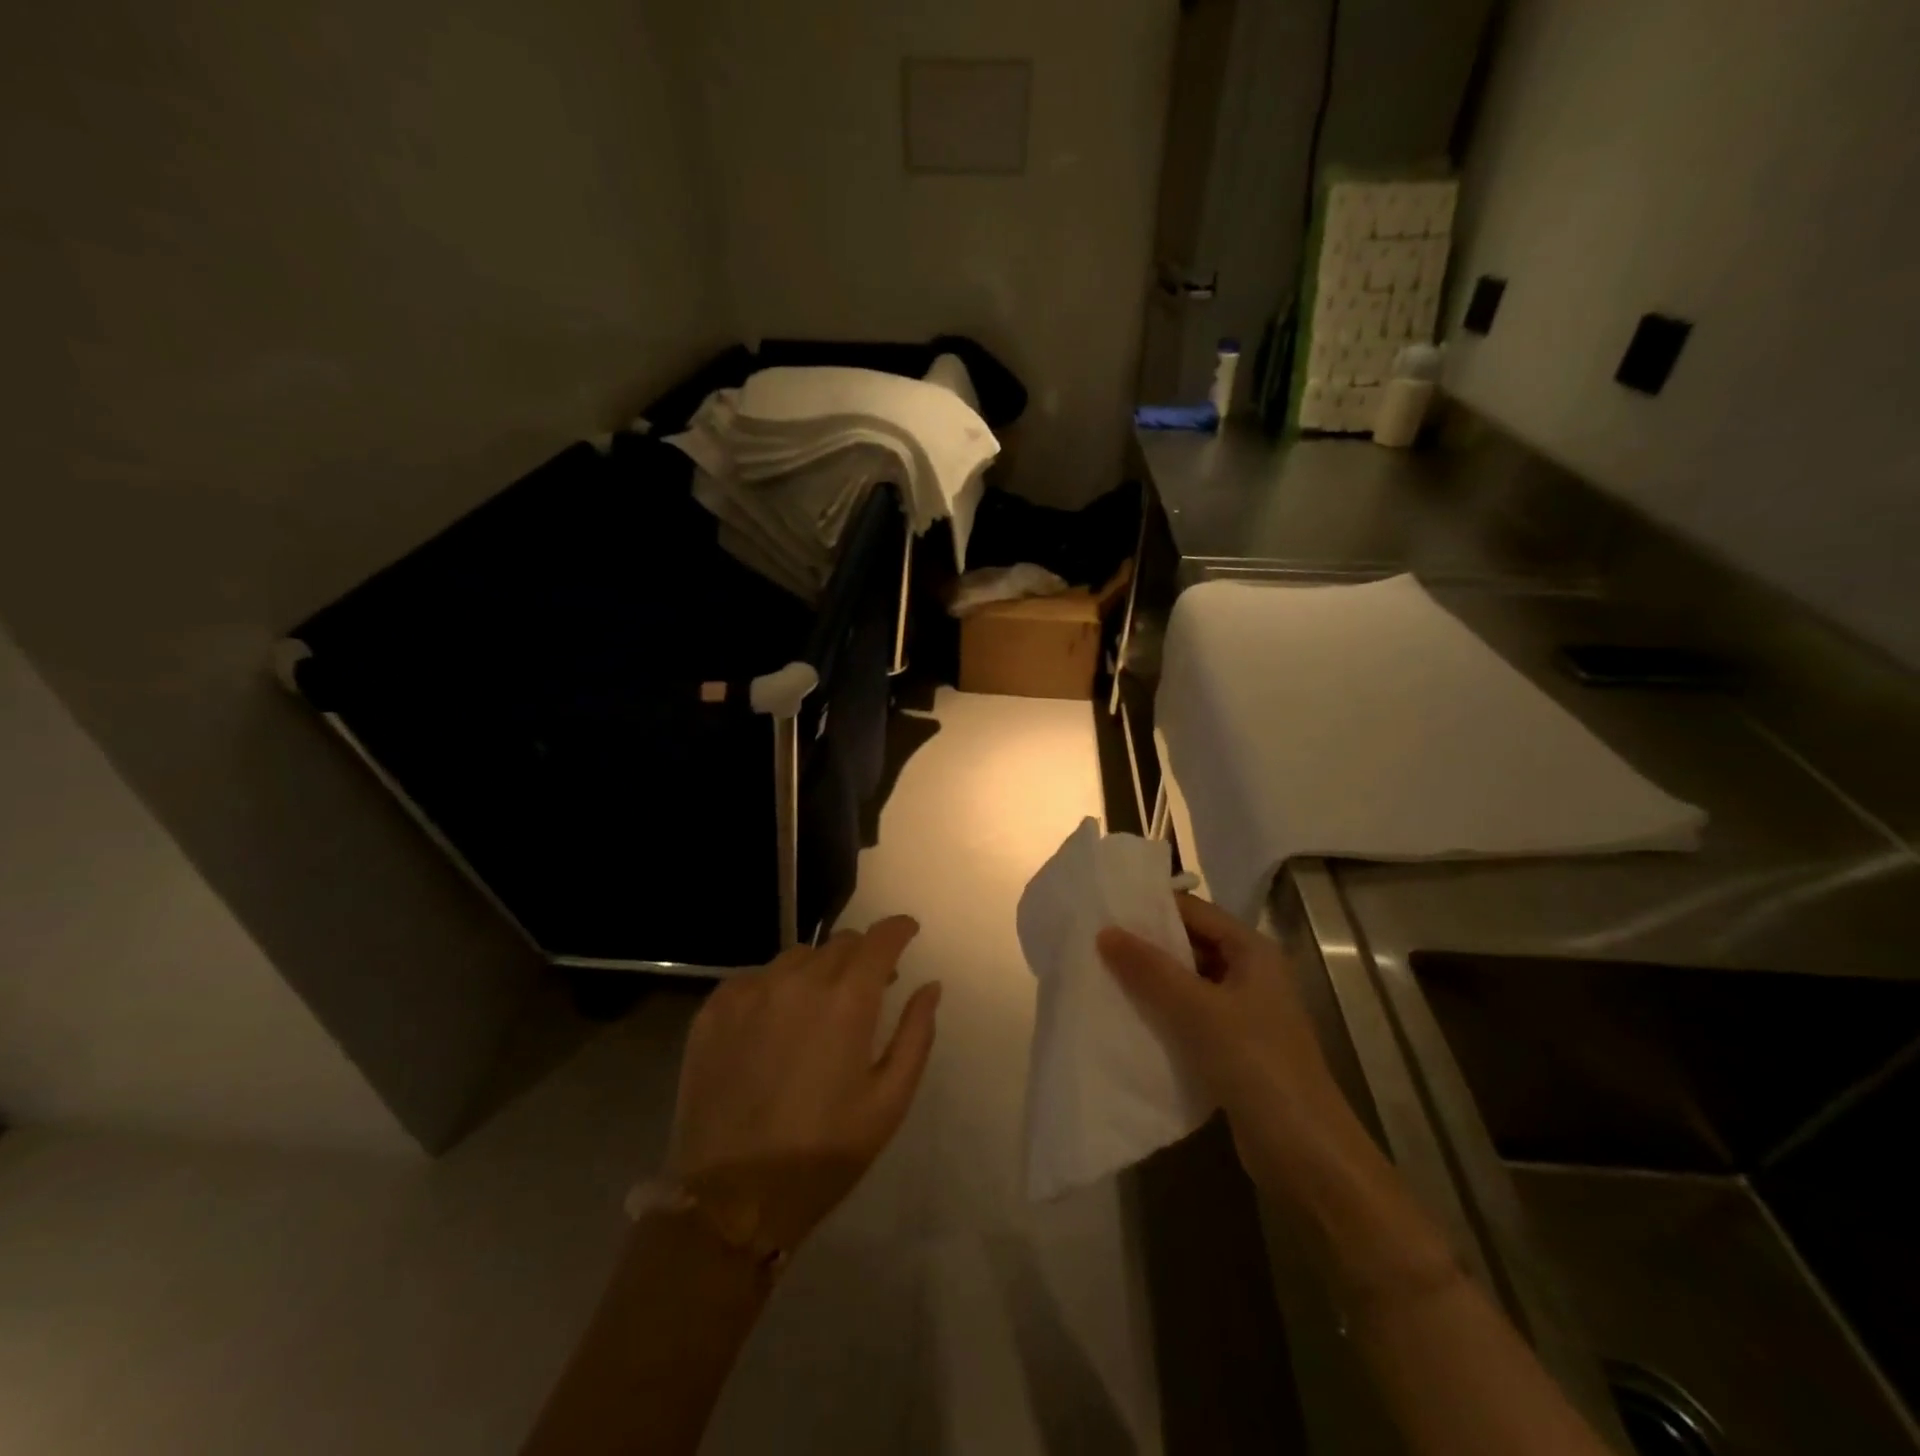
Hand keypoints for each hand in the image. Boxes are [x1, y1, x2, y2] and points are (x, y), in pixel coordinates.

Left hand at [667, 916, 940, 1253]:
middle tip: (869, 987)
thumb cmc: (821, 1155)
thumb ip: (916, 1033)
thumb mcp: (889, 1102)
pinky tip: (776, 1023)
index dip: (899, 929)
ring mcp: (750, 991)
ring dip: (819, 970)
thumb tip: (930, 986)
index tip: (908, 932)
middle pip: (840, 943)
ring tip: (819, 1007)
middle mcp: (798, 980)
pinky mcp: (714, 1008)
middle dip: (862, 955)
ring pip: (798, 957)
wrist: (728, 1201)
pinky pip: (757, 977)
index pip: (880, 939)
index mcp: (847, 1000)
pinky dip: (776, 987)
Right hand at [1096, 895, 1354, 1191]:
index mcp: (1253, 952)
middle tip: (1093, 942)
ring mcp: (1244, 1014)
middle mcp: (1250, 975)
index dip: (1152, 907)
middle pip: (1190, 945)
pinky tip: (1126, 1018)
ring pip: (1187, 984)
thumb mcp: (1198, 1010)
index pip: (1195, 911)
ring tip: (1099, 975)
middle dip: (1146, 945)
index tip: (1104, 908)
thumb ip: (1150, 969)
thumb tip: (1104, 931)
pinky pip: (1189, 1018)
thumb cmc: (1257, 1065)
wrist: (1306, 1155)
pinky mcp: (1233, 1049)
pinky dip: (1161, 1014)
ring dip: (1150, 982)